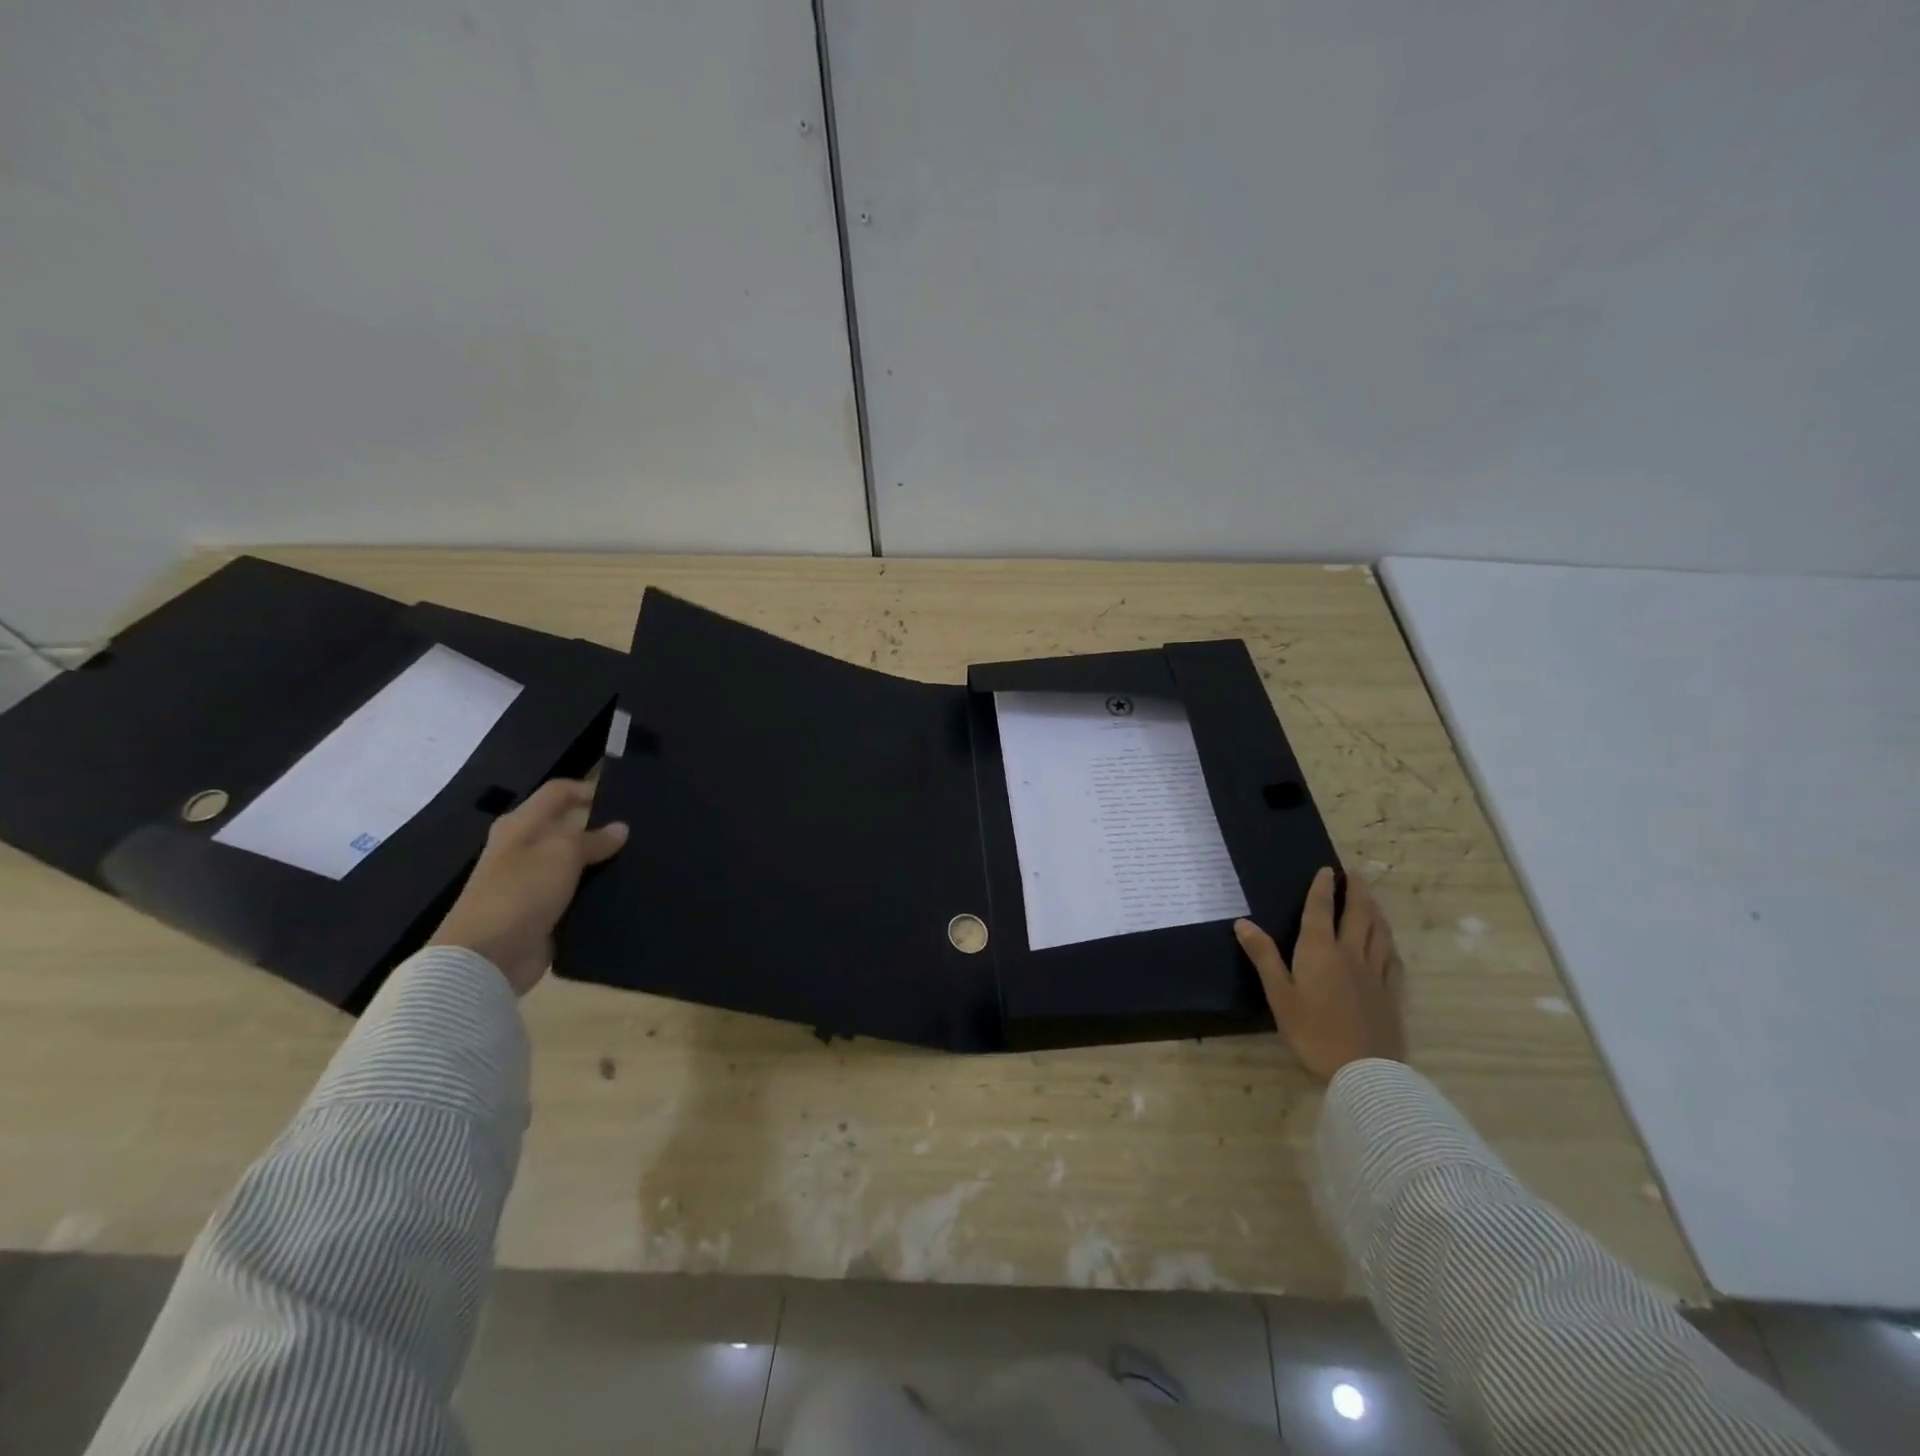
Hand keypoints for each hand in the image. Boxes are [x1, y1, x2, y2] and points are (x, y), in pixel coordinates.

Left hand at [426, 779, 628, 995]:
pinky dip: (597, 889)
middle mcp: (525, 848)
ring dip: (602, 860)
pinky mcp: (545, 911)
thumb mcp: (562, 854)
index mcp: (521, 825)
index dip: (589, 789)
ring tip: (641, 857)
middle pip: (568, 826)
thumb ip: (594, 839)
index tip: (627, 800)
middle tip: (641, 829)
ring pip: (576, 861)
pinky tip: (626, 888)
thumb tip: (621, 828)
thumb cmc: (520, 891)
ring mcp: (534, 881)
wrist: (487, 957)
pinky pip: (577, 892)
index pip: (558, 792)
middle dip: (602, 826)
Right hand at [1235, 867, 1405, 1080]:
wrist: (1364, 1070)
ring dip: (1374, 910)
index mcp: (1320, 951)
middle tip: (1354, 874)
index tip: (1327, 869)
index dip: (1322, 888)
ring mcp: (1376, 973)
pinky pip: (1393, 959)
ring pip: (1379, 932)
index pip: (1321, 910)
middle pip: (1357, 914)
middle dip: (1355, 891)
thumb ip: (1263, 956)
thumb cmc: (1313, 1031)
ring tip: (1371, 899)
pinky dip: (1389, 943)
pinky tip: (1388, 943)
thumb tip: (1242, 922)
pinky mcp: (1391, 993)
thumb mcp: (1279, 994)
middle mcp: (1350, 953)